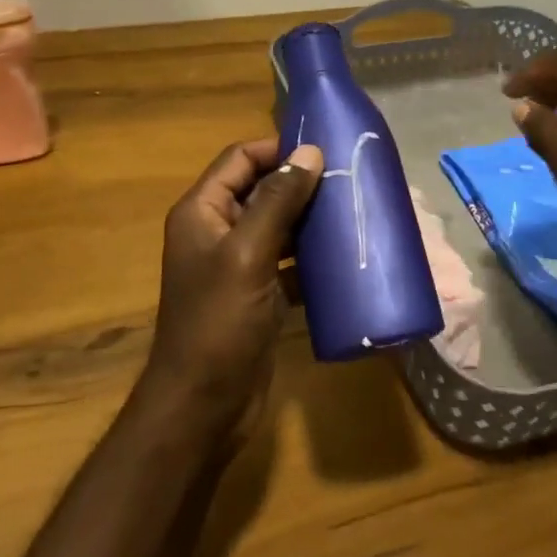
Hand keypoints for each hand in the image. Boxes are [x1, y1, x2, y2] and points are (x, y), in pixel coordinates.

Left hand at [141, 138, 324, 441]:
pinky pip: (288, 262)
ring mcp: (238, 264)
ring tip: (354, 210)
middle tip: (349, 179)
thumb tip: (310, 151)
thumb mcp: (248, 254)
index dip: (278, 149)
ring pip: (278, 226)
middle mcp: (217, 231)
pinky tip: (345, 256)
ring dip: (311, 220)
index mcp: (202, 211)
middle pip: (261, 190)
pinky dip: (311, 258)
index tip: (324, 149)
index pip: (240, 159)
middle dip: (301, 183)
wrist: (203, 406)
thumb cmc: (218, 323)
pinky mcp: (258, 294)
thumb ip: (278, 201)